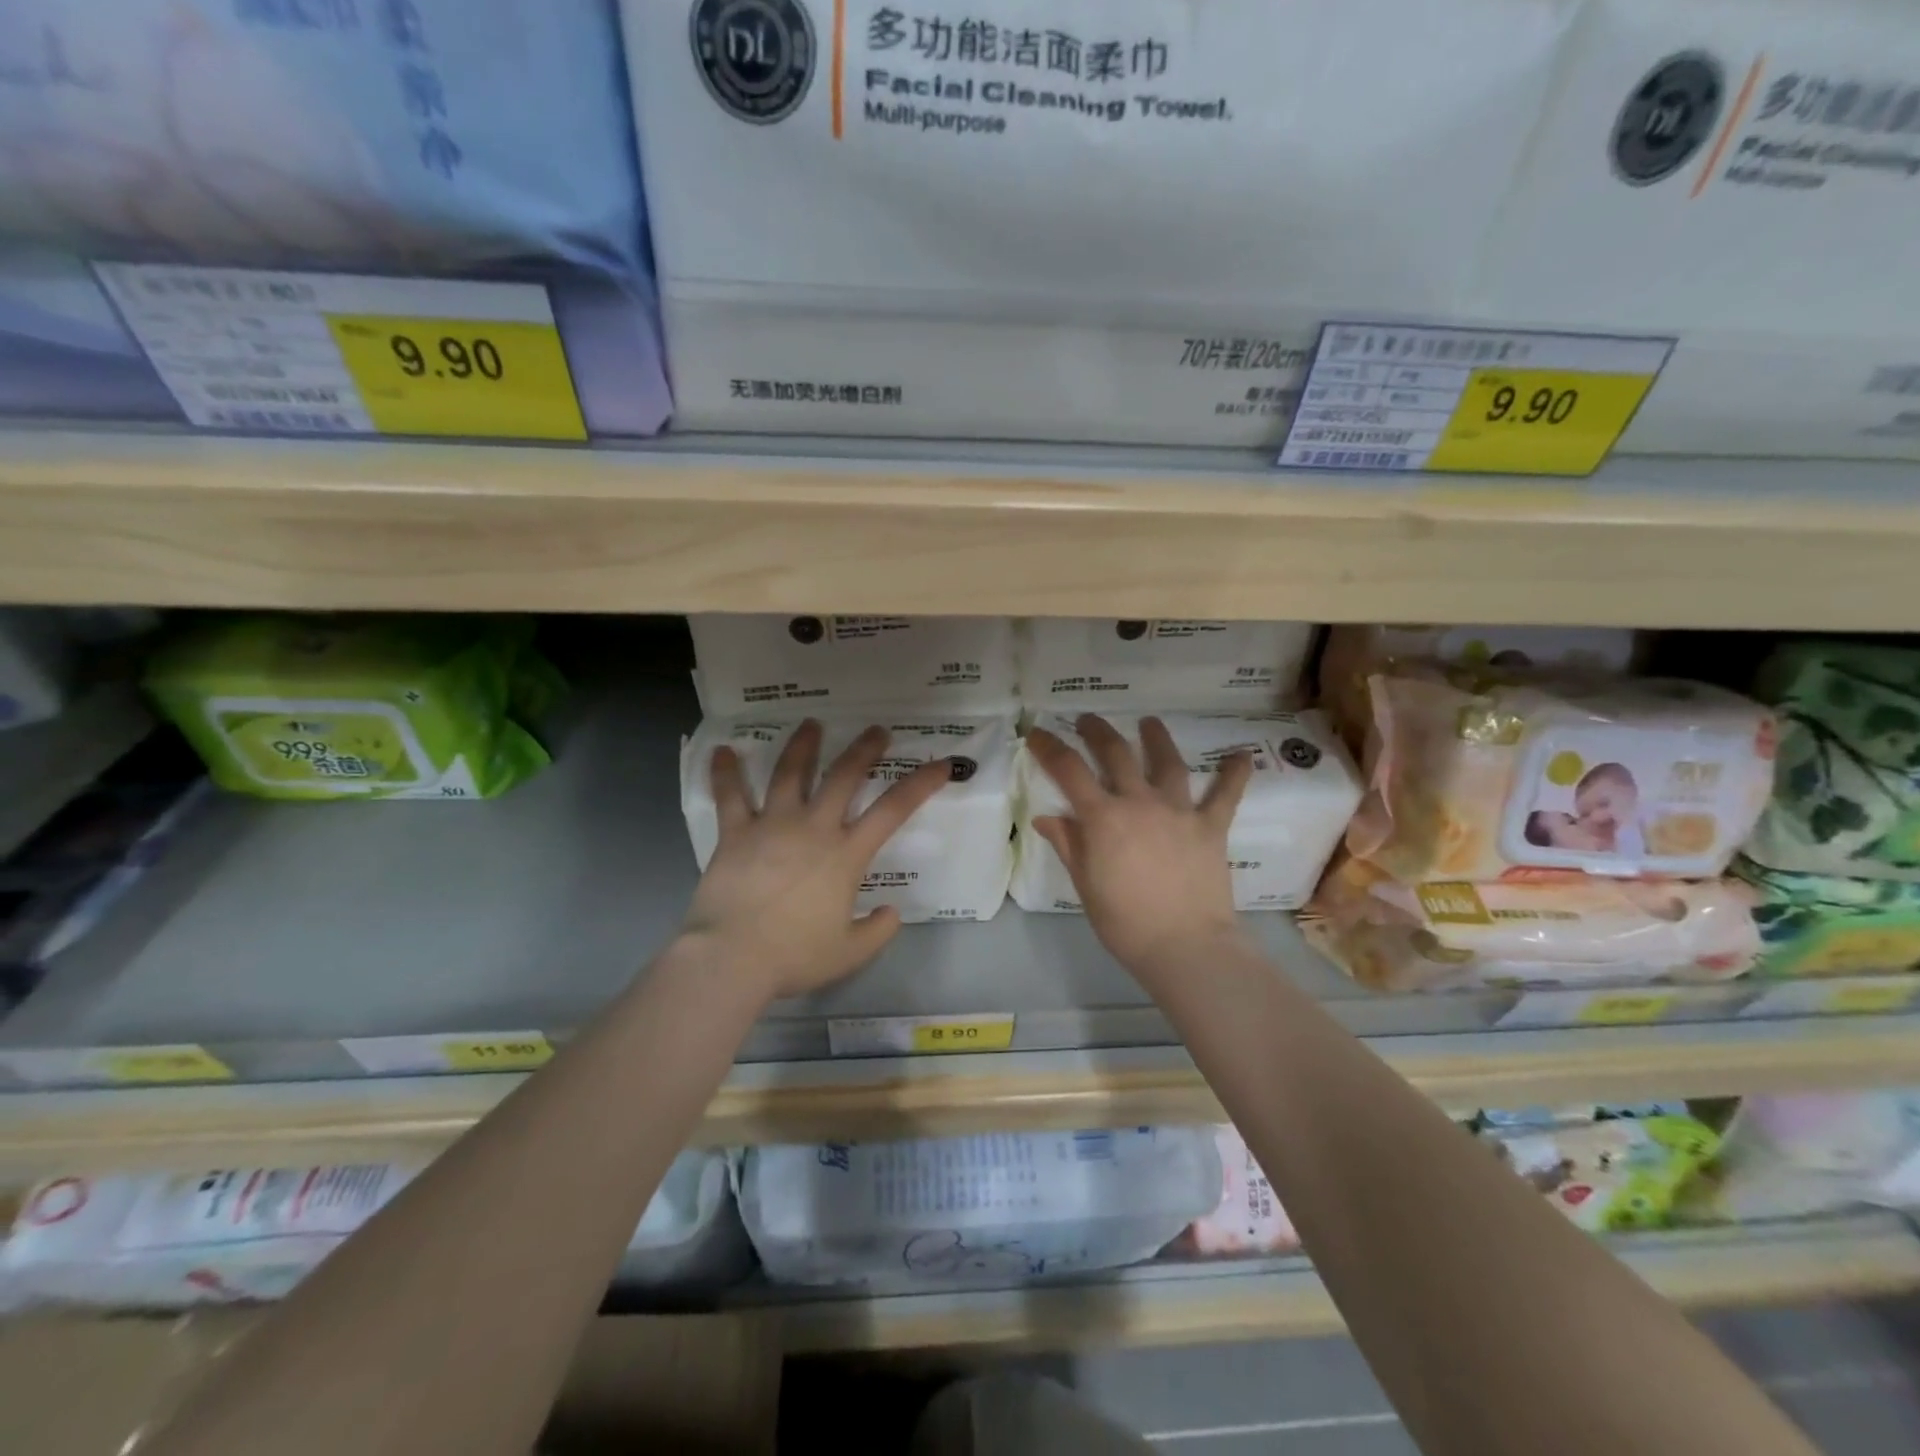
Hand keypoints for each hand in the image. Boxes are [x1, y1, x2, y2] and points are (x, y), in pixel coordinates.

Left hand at [681, 721, 951, 1000]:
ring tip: (811, 724)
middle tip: (876, 730)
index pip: (894, 809)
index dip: (921, 783)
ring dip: (803, 746)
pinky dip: (725, 773)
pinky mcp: (735, 833)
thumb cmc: (794, 955)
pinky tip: (723, 751)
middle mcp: (813, 828)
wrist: (732, 958)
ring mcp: (772, 825)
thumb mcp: (849, 954)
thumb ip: (877, 932)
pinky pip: (730, 796)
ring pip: (790, 773)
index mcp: (846, 854)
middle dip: (864, 749)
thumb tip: (892, 913)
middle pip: (843, 776)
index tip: (941, 764)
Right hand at [1028, 715, 1253, 974]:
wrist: (1185, 946)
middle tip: (1087, 720)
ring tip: (1149, 722)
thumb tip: (1047, 817)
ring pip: (1167, 762)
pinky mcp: (1211, 826)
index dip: (1049, 747)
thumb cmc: (1125, 922)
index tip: (1036, 733)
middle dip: (1097, 732)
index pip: (1068, 770)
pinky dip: (1234, 774)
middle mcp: (1139, 802)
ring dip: (1156, 738)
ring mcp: (1178, 811)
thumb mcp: (1085, 885)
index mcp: (1103, 818)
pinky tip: (1242, 755)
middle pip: (1115, 753)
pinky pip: (1225, 795)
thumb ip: (1069, 844)